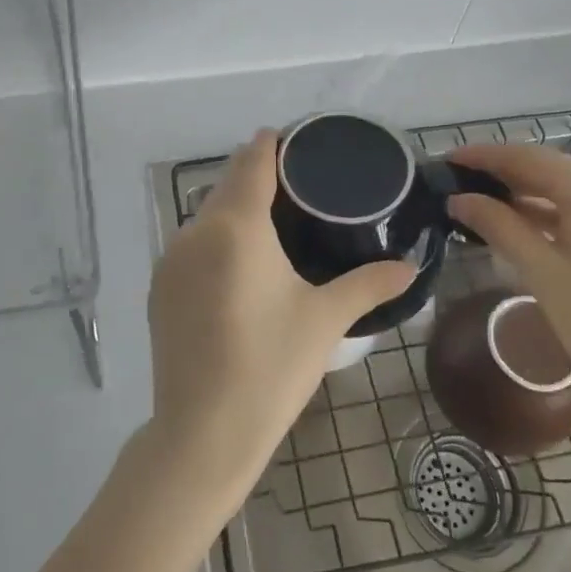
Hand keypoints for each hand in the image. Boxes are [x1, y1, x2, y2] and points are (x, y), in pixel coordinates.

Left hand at [146, 130, 416, 512]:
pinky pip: (191, 243)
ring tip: (273, 220)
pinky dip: (216, 237)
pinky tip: (239, 262)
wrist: (203, 432)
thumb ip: (369, 284)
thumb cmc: (271, 366)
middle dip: (256, 174)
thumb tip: (410, 268)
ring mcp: (170, 260)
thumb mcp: (325, 320)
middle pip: (227, 183)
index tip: (297, 140)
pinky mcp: (159, 288)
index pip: (252, 161)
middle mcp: (195, 231)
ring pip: (206, 214)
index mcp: (236, 226)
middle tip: (298, 183)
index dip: (272, 144)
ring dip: (235, 207)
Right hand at [445, 142, 570, 429]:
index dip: (485, 156)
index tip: (447, 161)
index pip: (530, 158)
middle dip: (503, 175)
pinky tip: (522, 225)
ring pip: (569, 190)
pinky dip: (552, 213)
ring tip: (479, 203)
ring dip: (526, 196)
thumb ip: (500, 227)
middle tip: (456, 184)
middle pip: (551, 170)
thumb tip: (459, 200)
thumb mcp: (544, 275)